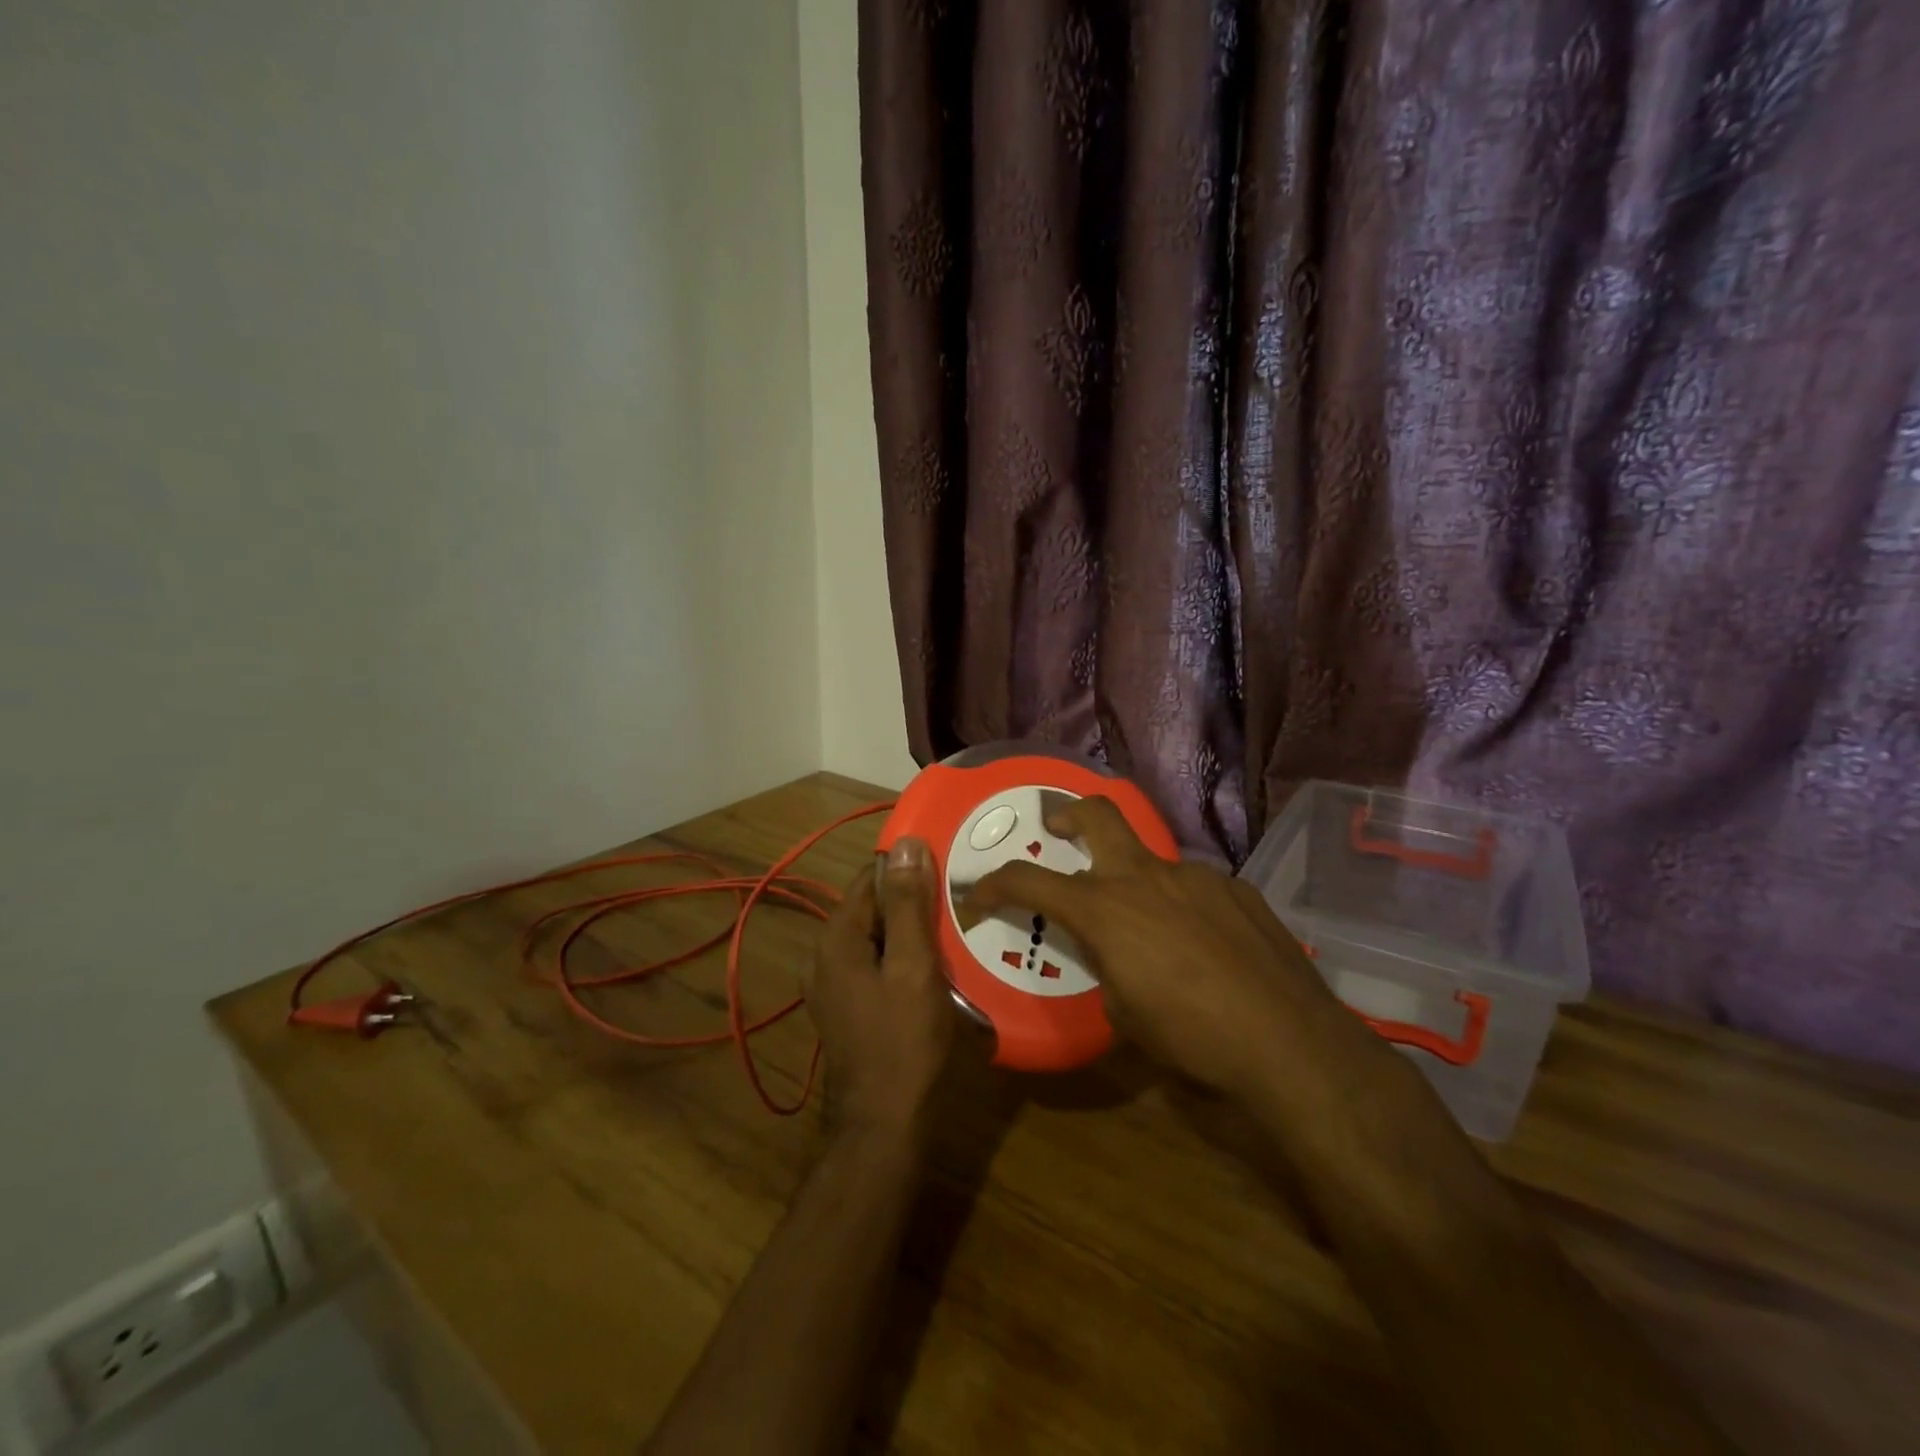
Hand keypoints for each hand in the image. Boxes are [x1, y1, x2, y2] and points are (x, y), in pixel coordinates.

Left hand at [806, 838, 955, 1140]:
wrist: (885, 1125)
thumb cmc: (904, 1041)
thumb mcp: (913, 966)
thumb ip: (907, 904)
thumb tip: (907, 843)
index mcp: (836, 939)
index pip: (871, 877)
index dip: (909, 870)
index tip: (949, 873)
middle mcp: (825, 956)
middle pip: (872, 907)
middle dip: (912, 903)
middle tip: (958, 907)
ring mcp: (833, 985)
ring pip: (876, 937)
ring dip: (910, 932)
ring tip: (953, 934)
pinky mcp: (848, 1007)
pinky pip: (876, 964)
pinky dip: (902, 958)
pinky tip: (935, 970)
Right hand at [961, 795, 1385, 1096]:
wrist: (1288, 1042)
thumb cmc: (1191, 1037)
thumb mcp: (1124, 1013)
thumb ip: (1105, 967)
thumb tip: (1110, 955)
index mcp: (1104, 908)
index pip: (1028, 880)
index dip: (993, 884)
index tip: (977, 895)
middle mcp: (1145, 876)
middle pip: (1097, 814)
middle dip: (1067, 813)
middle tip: (1059, 828)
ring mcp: (1195, 876)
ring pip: (1150, 860)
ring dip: (1135, 881)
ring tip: (1153, 929)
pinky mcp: (1235, 889)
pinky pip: (1193, 886)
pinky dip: (1181, 905)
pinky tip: (1205, 945)